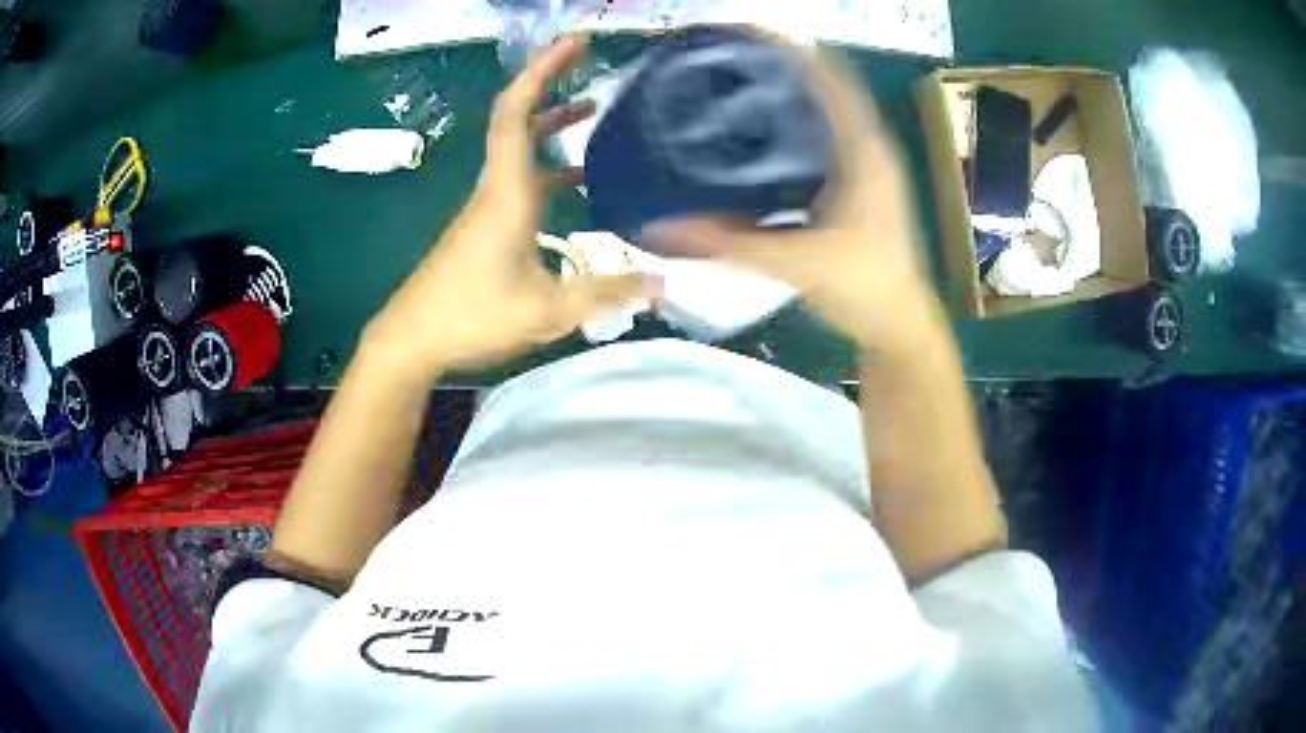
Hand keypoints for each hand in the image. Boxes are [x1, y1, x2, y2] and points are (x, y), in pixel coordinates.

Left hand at [367, 35, 652, 376]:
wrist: (413, 339)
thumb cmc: (472, 317)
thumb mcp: (548, 310)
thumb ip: (606, 292)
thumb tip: (663, 283)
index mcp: (507, 193)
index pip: (517, 113)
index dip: (543, 71)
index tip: (574, 43)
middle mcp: (496, 187)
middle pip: (519, 118)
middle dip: (551, 82)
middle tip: (587, 59)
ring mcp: (488, 205)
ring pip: (521, 148)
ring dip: (554, 123)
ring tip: (595, 108)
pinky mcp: (486, 224)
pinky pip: (522, 178)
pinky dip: (551, 164)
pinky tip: (580, 179)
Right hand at [646, 42, 939, 356]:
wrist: (901, 327)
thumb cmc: (864, 289)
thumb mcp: (796, 262)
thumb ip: (728, 243)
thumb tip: (659, 225)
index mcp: (864, 150)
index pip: (828, 75)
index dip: (788, 46)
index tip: (742, 30)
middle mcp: (869, 147)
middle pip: (825, 85)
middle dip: (780, 64)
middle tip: (727, 56)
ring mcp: (867, 165)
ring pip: (825, 110)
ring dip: (788, 91)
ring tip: (737, 82)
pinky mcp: (859, 184)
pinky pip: (824, 137)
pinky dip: (794, 124)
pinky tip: (759, 135)